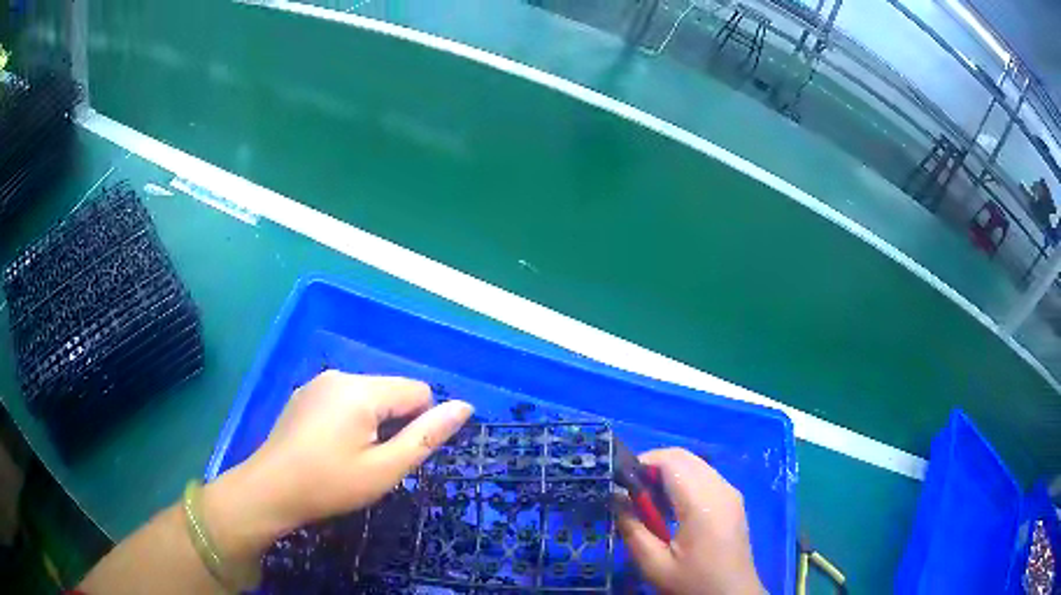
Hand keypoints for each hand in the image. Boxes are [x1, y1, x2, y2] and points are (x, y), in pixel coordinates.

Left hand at [202, 372, 473, 561]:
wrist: (269, 491)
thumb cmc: (330, 484)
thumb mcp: (385, 469)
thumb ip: (427, 436)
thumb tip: (465, 407)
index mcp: (361, 390)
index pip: (417, 391)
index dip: (418, 425)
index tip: (395, 456)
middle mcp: (339, 375)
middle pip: (391, 391)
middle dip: (393, 424)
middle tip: (371, 462)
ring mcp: (318, 383)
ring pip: (367, 396)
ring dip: (371, 423)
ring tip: (349, 457)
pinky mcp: (304, 394)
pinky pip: (343, 399)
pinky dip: (349, 419)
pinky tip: (329, 447)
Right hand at [617, 448, 763, 594]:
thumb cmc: (692, 583)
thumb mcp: (654, 564)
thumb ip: (632, 528)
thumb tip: (615, 498)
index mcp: (703, 503)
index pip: (671, 461)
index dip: (642, 462)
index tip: (619, 483)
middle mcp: (721, 488)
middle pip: (684, 457)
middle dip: (653, 465)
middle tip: (630, 493)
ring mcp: (730, 492)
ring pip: (695, 464)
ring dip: (668, 473)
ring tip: (648, 502)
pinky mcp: (733, 500)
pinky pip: (705, 476)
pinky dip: (683, 480)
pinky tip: (670, 508)